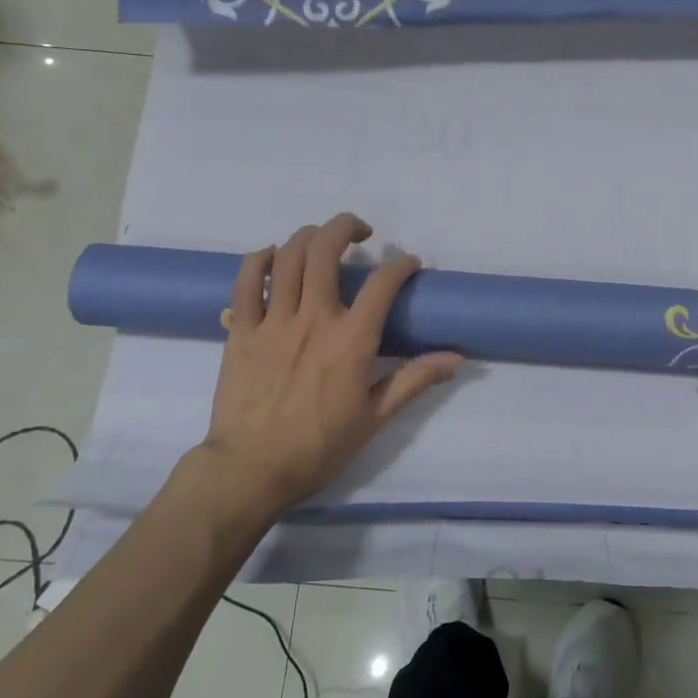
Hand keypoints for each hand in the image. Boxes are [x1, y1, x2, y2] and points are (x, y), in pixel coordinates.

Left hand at [179, 213, 462, 515]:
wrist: (250, 470)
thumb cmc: (318, 447)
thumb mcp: (375, 417)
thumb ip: (414, 380)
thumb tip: (457, 358)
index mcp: (351, 340)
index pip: (383, 283)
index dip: (401, 264)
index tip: (409, 264)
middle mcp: (313, 319)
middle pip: (326, 249)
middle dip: (347, 226)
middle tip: (361, 232)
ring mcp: (272, 321)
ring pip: (288, 256)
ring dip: (308, 236)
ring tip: (322, 239)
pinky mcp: (240, 330)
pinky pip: (246, 281)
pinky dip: (260, 259)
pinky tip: (273, 256)